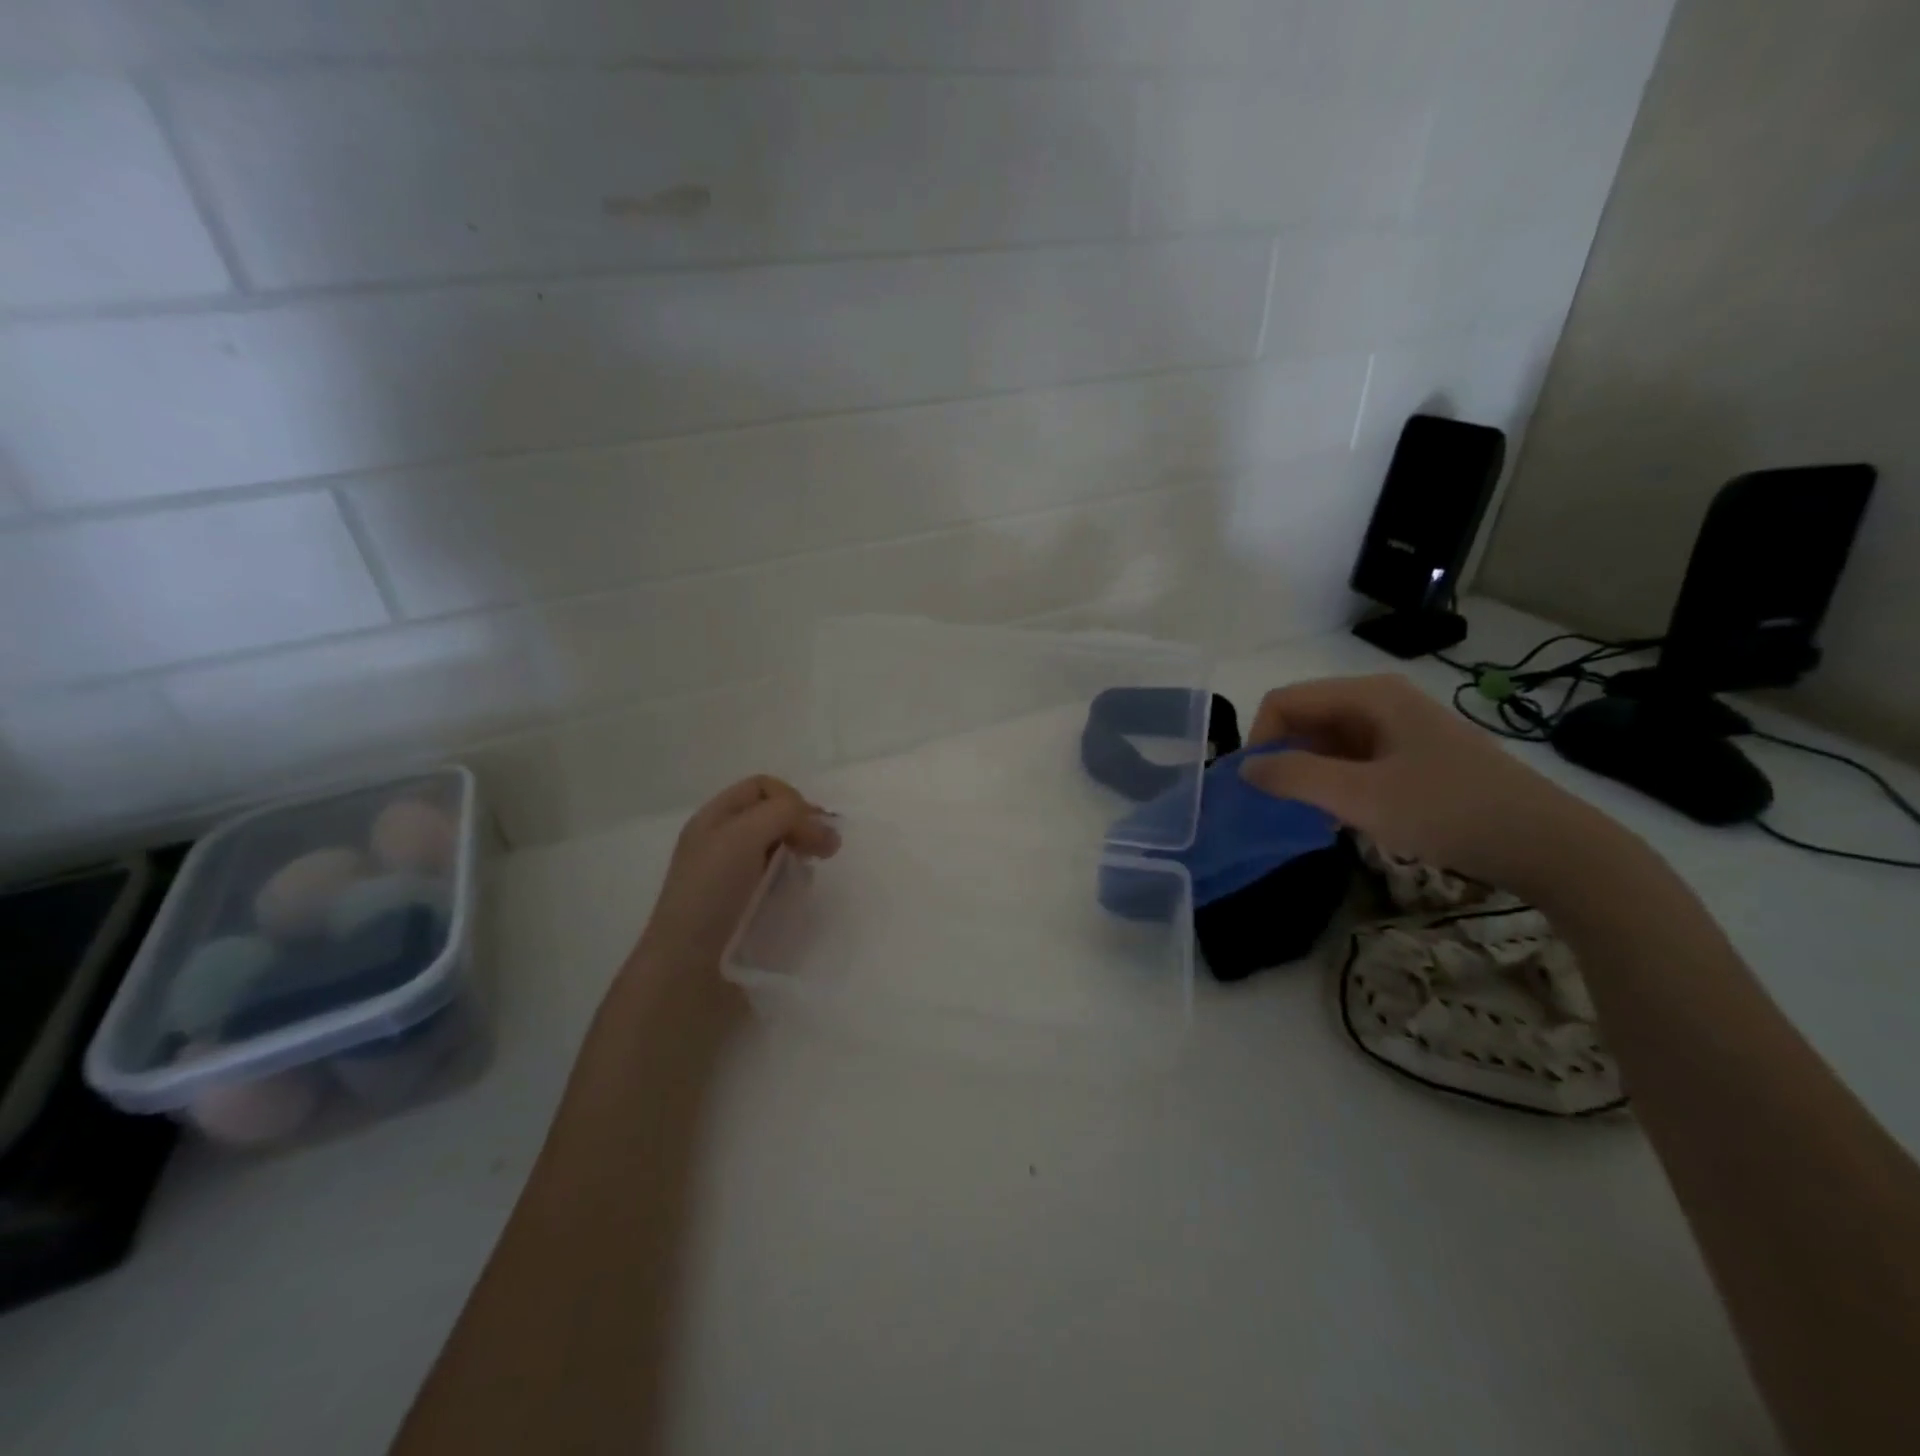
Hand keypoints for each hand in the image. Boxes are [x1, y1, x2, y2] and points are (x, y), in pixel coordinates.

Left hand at [637, 775, 840, 972]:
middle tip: (825, 850)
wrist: (688, 970)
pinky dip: (794, 883)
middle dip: (803, 825)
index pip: (763, 787)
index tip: (810, 828)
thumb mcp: (742, 836)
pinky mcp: (746, 910)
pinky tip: (796, 898)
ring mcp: (734, 878)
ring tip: (807, 875)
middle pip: (774, 816)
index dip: (792, 799)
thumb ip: (784, 814)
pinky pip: (779, 883)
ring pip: (781, 850)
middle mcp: (723, 843)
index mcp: (714, 819)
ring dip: (801, 855)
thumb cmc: (711, 894)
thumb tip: (824, 828)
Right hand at [1240, 674, 1614, 896]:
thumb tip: (1244, 768)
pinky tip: (1340, 816)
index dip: (1260, 739)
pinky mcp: (1413, 755)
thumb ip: (1294, 777)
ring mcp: (1399, 728)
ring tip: (1305, 814)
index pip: (1285, 702)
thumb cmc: (1448, 811)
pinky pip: (1353, 759)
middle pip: (1305, 718)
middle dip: (1282, 757)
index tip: (1256, 787)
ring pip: (1327, 741)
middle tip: (1276, 805)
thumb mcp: (1361, 796)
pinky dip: (1334, 782)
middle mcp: (1381, 701)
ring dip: (1307, 773)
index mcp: (1368, 695)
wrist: (1546, 844)